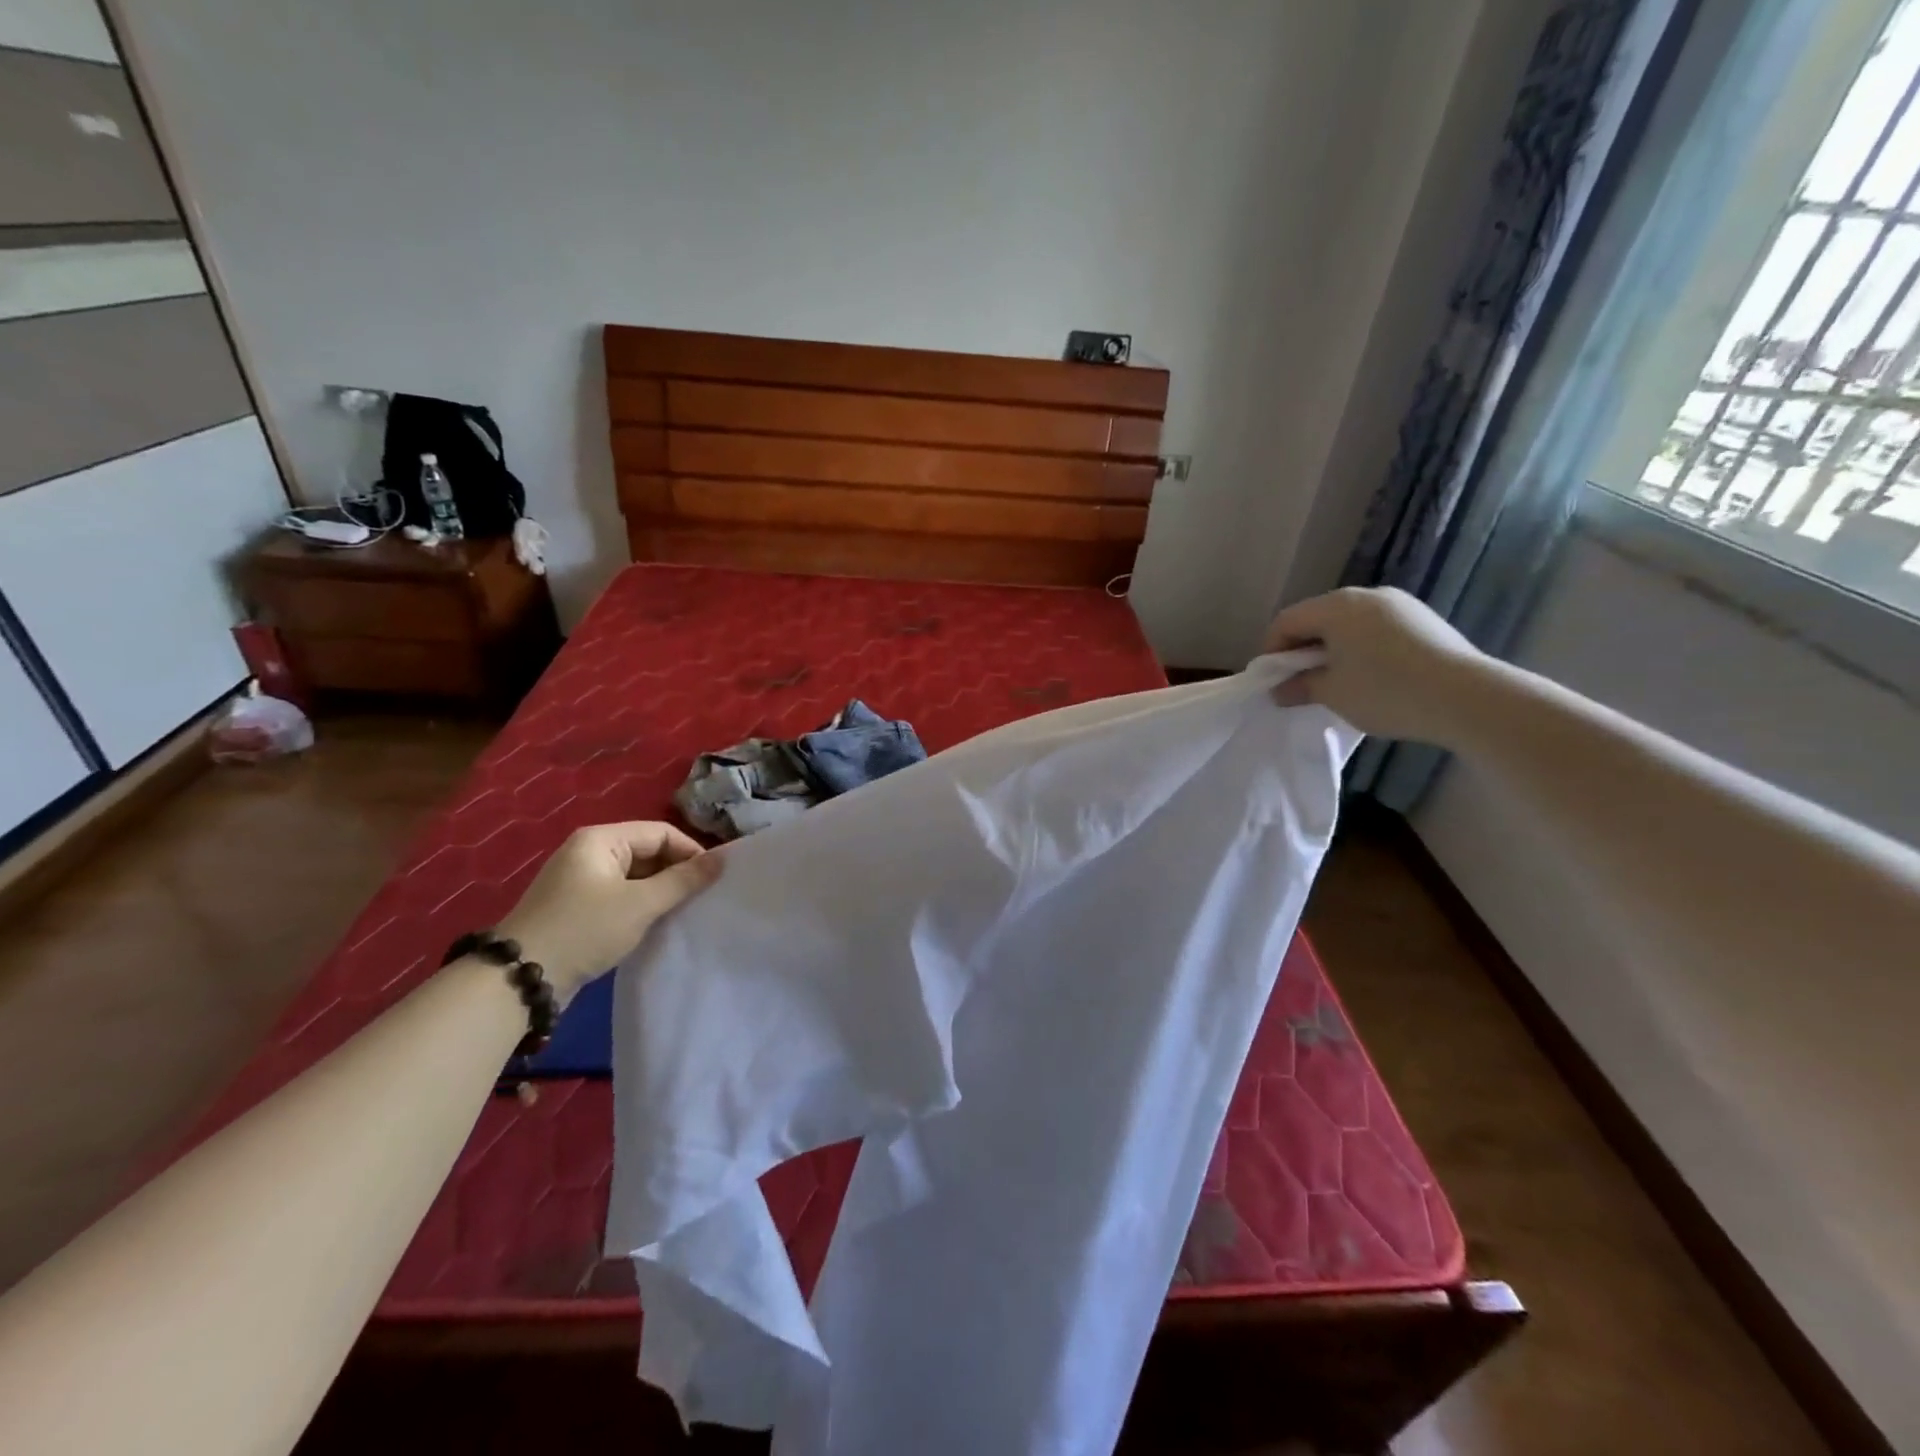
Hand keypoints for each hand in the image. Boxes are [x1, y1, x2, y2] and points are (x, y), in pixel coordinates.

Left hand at [495, 822, 719, 1000]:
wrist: (520, 979)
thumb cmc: (585, 929)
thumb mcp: (640, 903)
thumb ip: (684, 879)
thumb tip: (722, 859)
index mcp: (600, 839)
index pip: (660, 832)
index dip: (690, 852)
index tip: (713, 879)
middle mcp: (588, 851)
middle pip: (647, 852)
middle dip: (676, 872)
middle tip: (702, 898)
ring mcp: (580, 880)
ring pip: (635, 876)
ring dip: (660, 891)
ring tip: (684, 912)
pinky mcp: (576, 906)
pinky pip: (620, 895)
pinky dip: (641, 905)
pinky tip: (655, 923)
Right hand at [1262, 587, 1486, 744]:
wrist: (1467, 698)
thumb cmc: (1386, 691)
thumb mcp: (1332, 693)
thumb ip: (1300, 686)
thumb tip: (1281, 689)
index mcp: (1336, 606)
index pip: (1286, 621)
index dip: (1271, 651)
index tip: (1272, 682)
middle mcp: (1366, 595)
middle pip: (1318, 618)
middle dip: (1302, 650)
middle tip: (1301, 684)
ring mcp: (1399, 604)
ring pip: (1349, 624)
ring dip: (1333, 650)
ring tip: (1337, 683)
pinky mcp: (1423, 620)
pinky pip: (1377, 629)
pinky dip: (1362, 649)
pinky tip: (1371, 678)